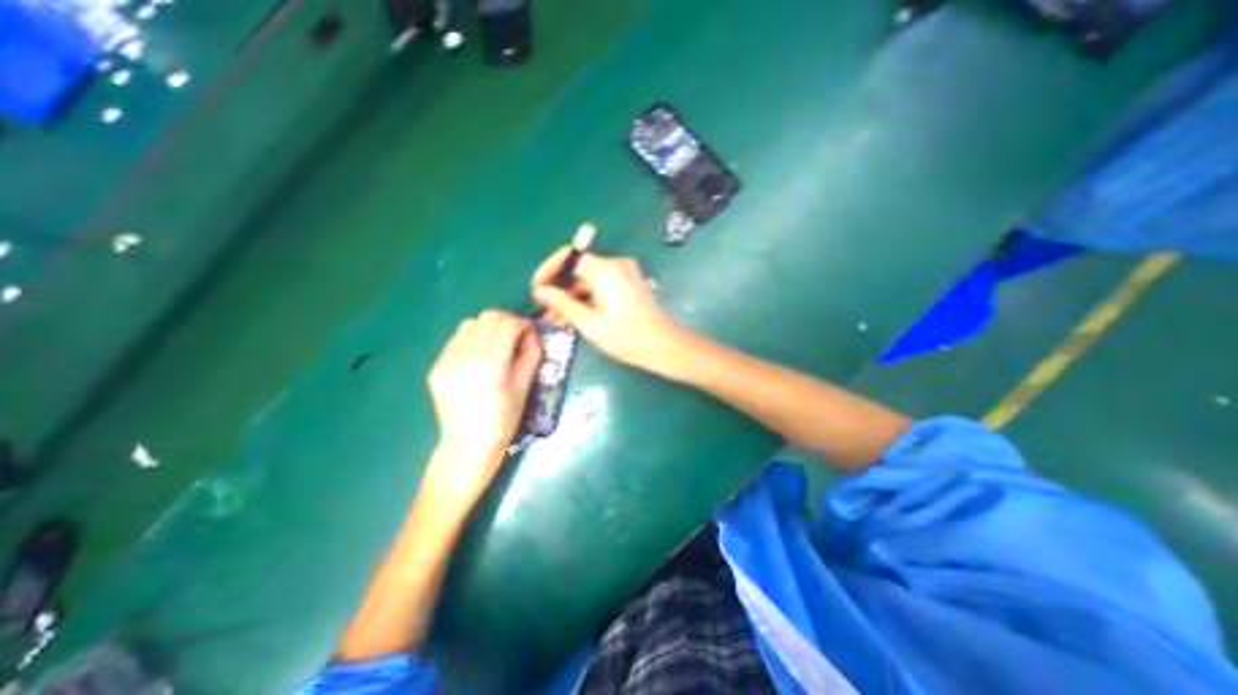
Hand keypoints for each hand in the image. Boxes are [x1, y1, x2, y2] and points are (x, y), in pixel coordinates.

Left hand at [426, 311, 543, 498]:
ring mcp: (446, 360)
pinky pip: (457, 340)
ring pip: (470, 323)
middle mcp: (465, 356)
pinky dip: (473, 340)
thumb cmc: (504, 419)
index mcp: (491, 364)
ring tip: (496, 347)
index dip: (523, 324)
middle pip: (488, 316)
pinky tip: (479, 358)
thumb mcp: (525, 386)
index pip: (507, 323)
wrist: (468, 445)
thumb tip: (530, 334)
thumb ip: (531, 353)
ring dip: (488, 329)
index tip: (530, 335)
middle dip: (507, 322)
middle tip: (515, 338)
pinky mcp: (436, 366)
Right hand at [529, 250, 686, 376]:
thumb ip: (563, 304)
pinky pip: (600, 286)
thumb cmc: (627, 337)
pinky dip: (586, 299)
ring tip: (556, 320)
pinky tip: (574, 317)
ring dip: (571, 297)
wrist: (664, 346)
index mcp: (606, 270)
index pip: (569, 257)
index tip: (536, 290)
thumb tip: (539, 291)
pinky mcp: (628, 285)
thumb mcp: (590, 324)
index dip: (548, 271)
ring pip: (588, 280)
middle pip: (578, 269)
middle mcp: (615, 265)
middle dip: (559, 289)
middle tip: (545, 311)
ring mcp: (624, 275)